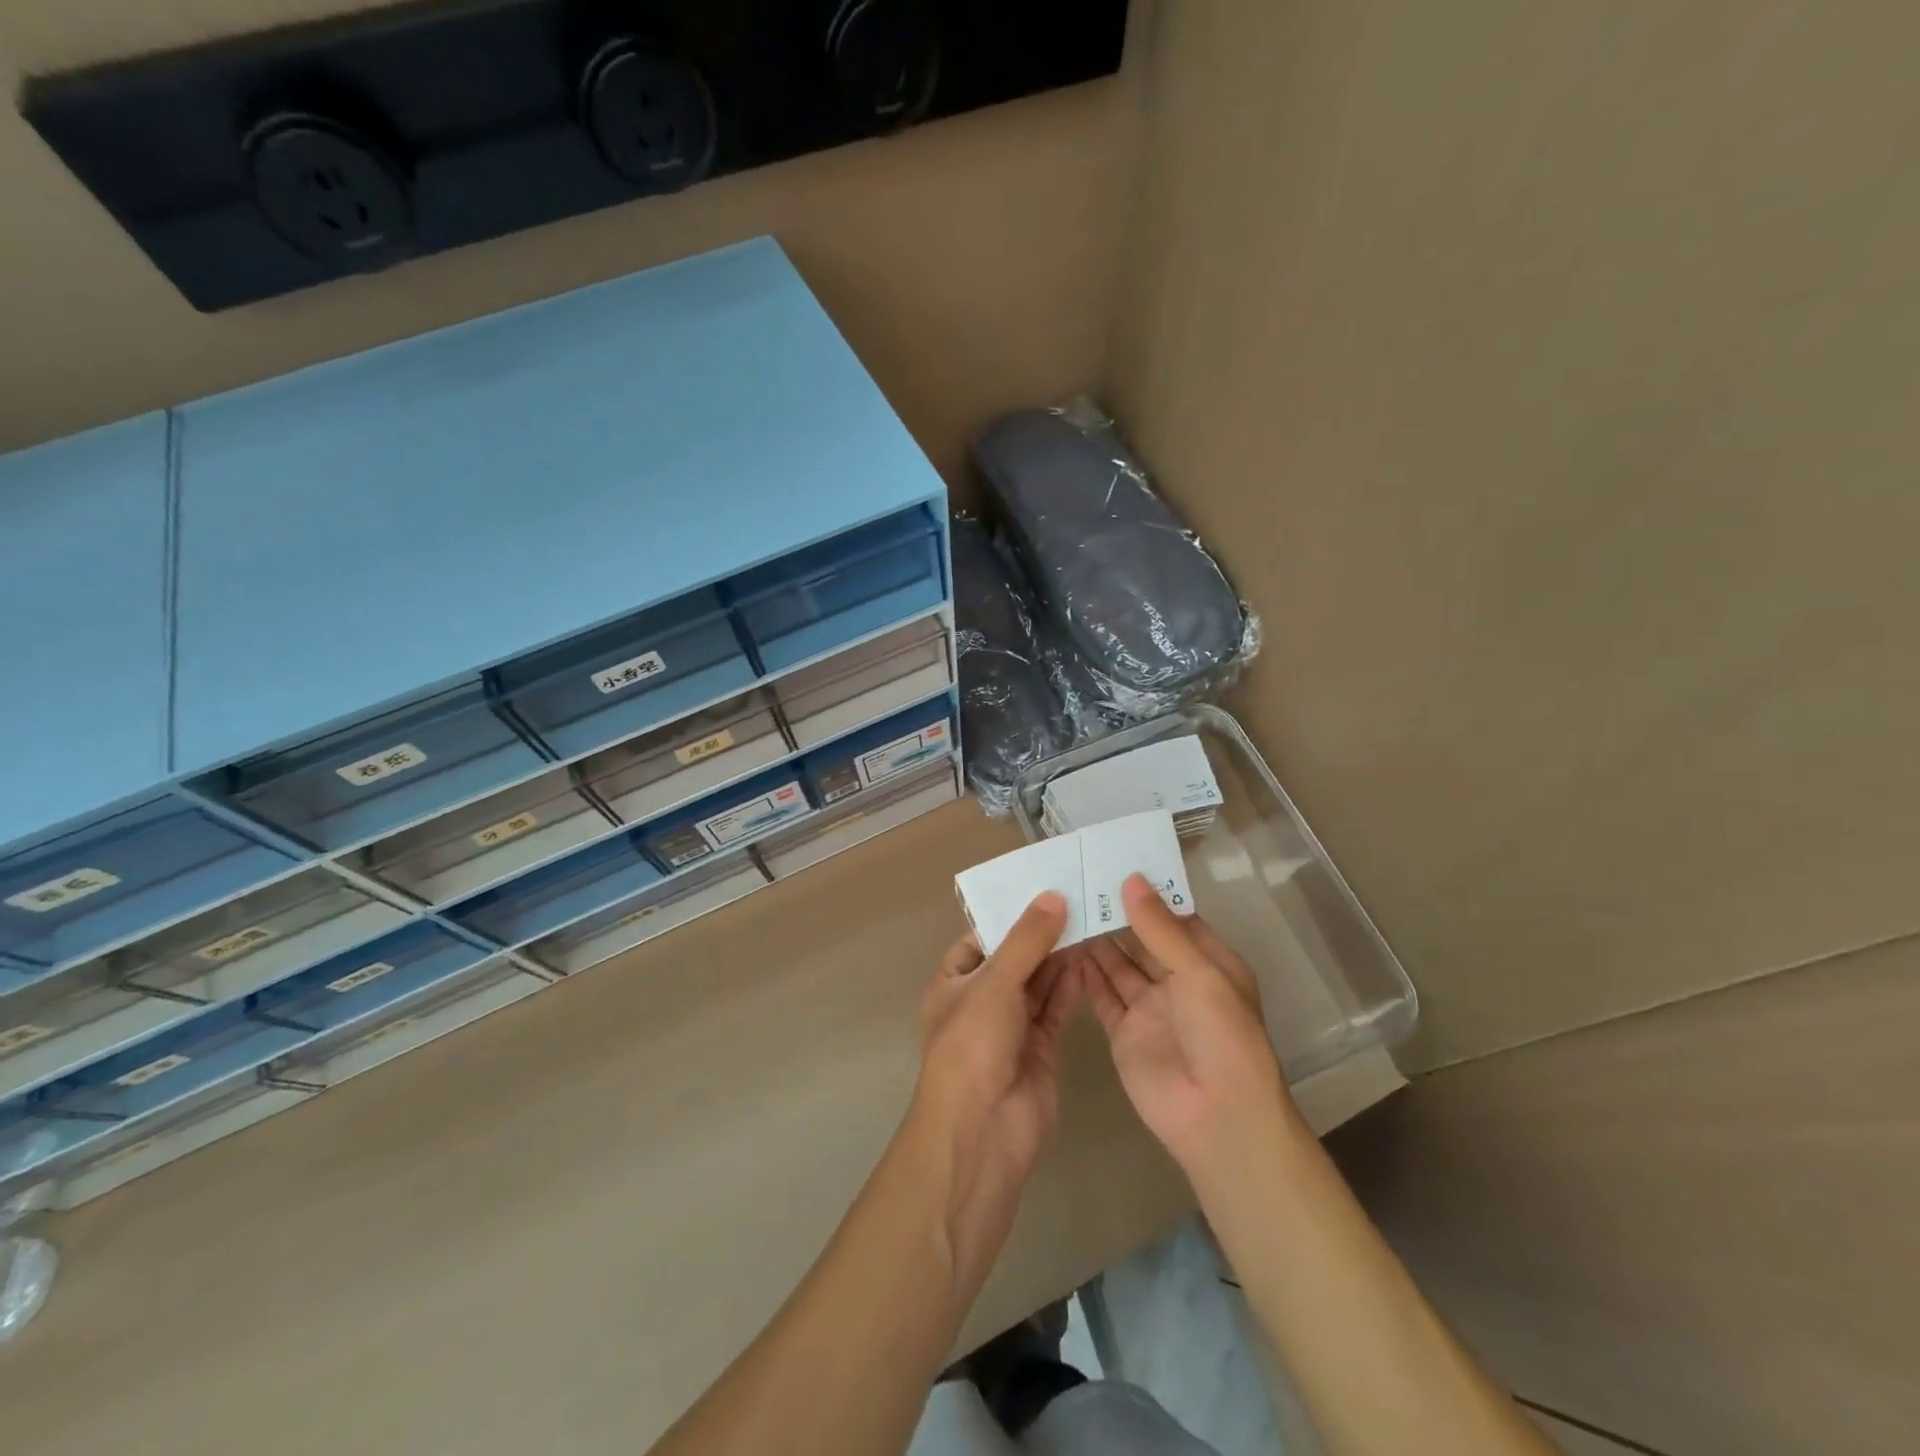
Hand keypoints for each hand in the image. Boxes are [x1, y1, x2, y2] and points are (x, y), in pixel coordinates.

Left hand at [911, 892, 1081, 1294]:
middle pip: (1015, 958)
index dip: (1009, 915)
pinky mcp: (1041, 1047)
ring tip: (1092, 920)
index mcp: (953, 982)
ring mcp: (1012, 1026)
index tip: (1043, 887)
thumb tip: (1052, 897)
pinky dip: (1072, 986)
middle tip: (1079, 898)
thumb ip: (1026, 941)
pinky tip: (1092, 959)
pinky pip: (1057, 1008)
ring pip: (1039, 981)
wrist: (983, 1132)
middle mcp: (981, 1001)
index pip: (981, 938)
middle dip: (1042, 933)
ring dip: (1061, 956)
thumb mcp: (995, 983)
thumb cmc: (973, 1046)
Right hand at [1084, 874, 1295, 1181]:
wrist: (1217, 1119)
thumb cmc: (1222, 1036)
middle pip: (1142, 939)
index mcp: (1209, 963)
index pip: (1175, 918)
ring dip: (1096, 940)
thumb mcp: (1199, 974)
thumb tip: (1132, 880)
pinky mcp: (1123, 1032)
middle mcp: (1178, 981)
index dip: (1147, 894)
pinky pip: (1101, 995)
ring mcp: (1149, 1008)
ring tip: (1064, 907)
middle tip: (1077, 880)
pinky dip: (1084, 973)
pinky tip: (1061, 947)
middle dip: (1116, 914)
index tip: (1112, 864)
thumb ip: (1160, 929)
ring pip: (1118, 964)